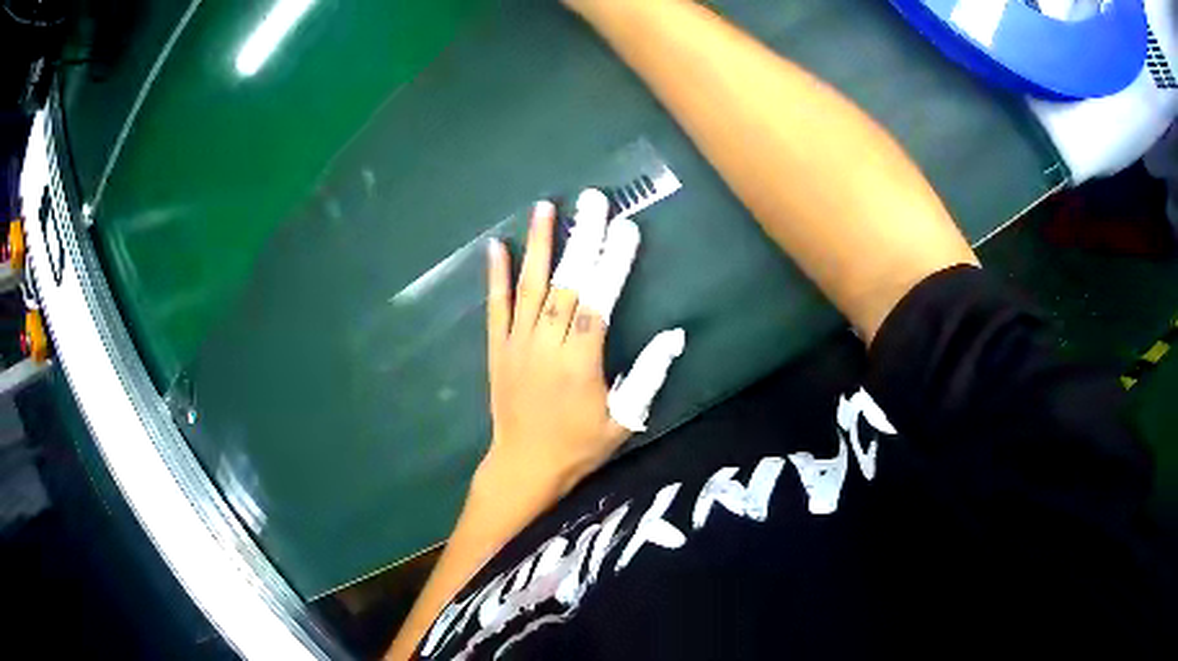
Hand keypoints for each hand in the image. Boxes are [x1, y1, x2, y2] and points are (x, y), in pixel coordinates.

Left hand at [477, 190, 683, 503]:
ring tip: (545, 206)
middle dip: (582, 239)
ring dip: (539, 244)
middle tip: (592, 201)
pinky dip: (496, 276)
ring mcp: (517, 345)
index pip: (600, 303)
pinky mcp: (497, 349)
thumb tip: (674, 336)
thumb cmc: (579, 445)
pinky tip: (496, 246)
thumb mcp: (624, 421)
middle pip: (567, 285)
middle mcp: (546, 346)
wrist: (524, 466)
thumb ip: (648, 377)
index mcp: (580, 363)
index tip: (626, 228)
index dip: (613, 264)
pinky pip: (495, 307)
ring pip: (530, 287)